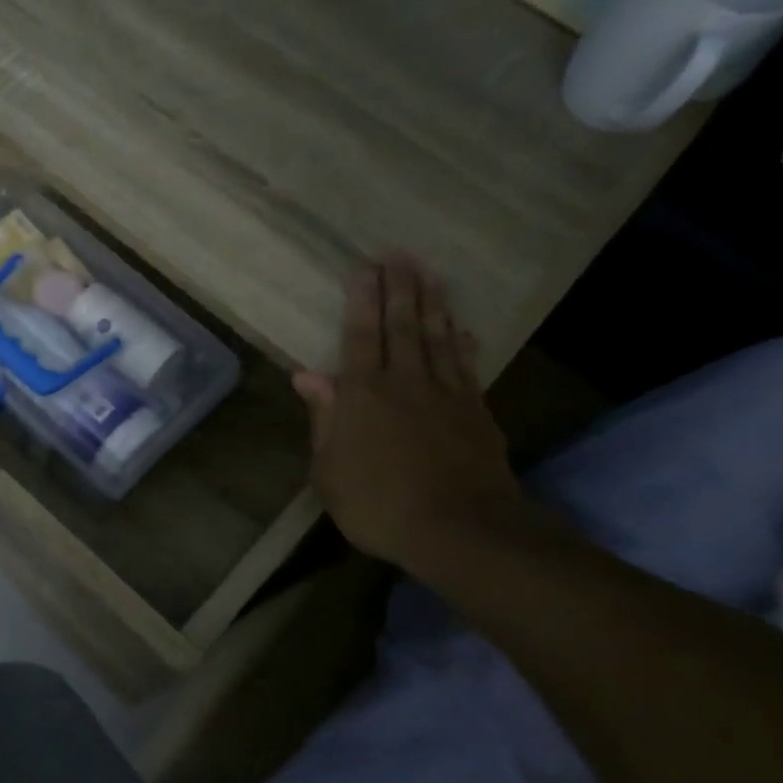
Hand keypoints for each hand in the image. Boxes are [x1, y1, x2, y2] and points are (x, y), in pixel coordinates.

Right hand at [293, 259, 522, 571]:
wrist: (458, 529)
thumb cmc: (377, 505)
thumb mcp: (329, 471)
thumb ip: (323, 419)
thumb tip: (306, 375)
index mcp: (363, 396)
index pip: (360, 337)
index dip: (361, 301)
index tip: (363, 268)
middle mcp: (404, 383)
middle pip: (401, 326)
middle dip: (398, 287)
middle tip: (398, 254)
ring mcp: (445, 394)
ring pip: (436, 337)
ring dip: (432, 302)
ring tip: (429, 272)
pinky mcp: (475, 411)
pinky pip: (466, 365)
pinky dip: (462, 342)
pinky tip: (461, 327)